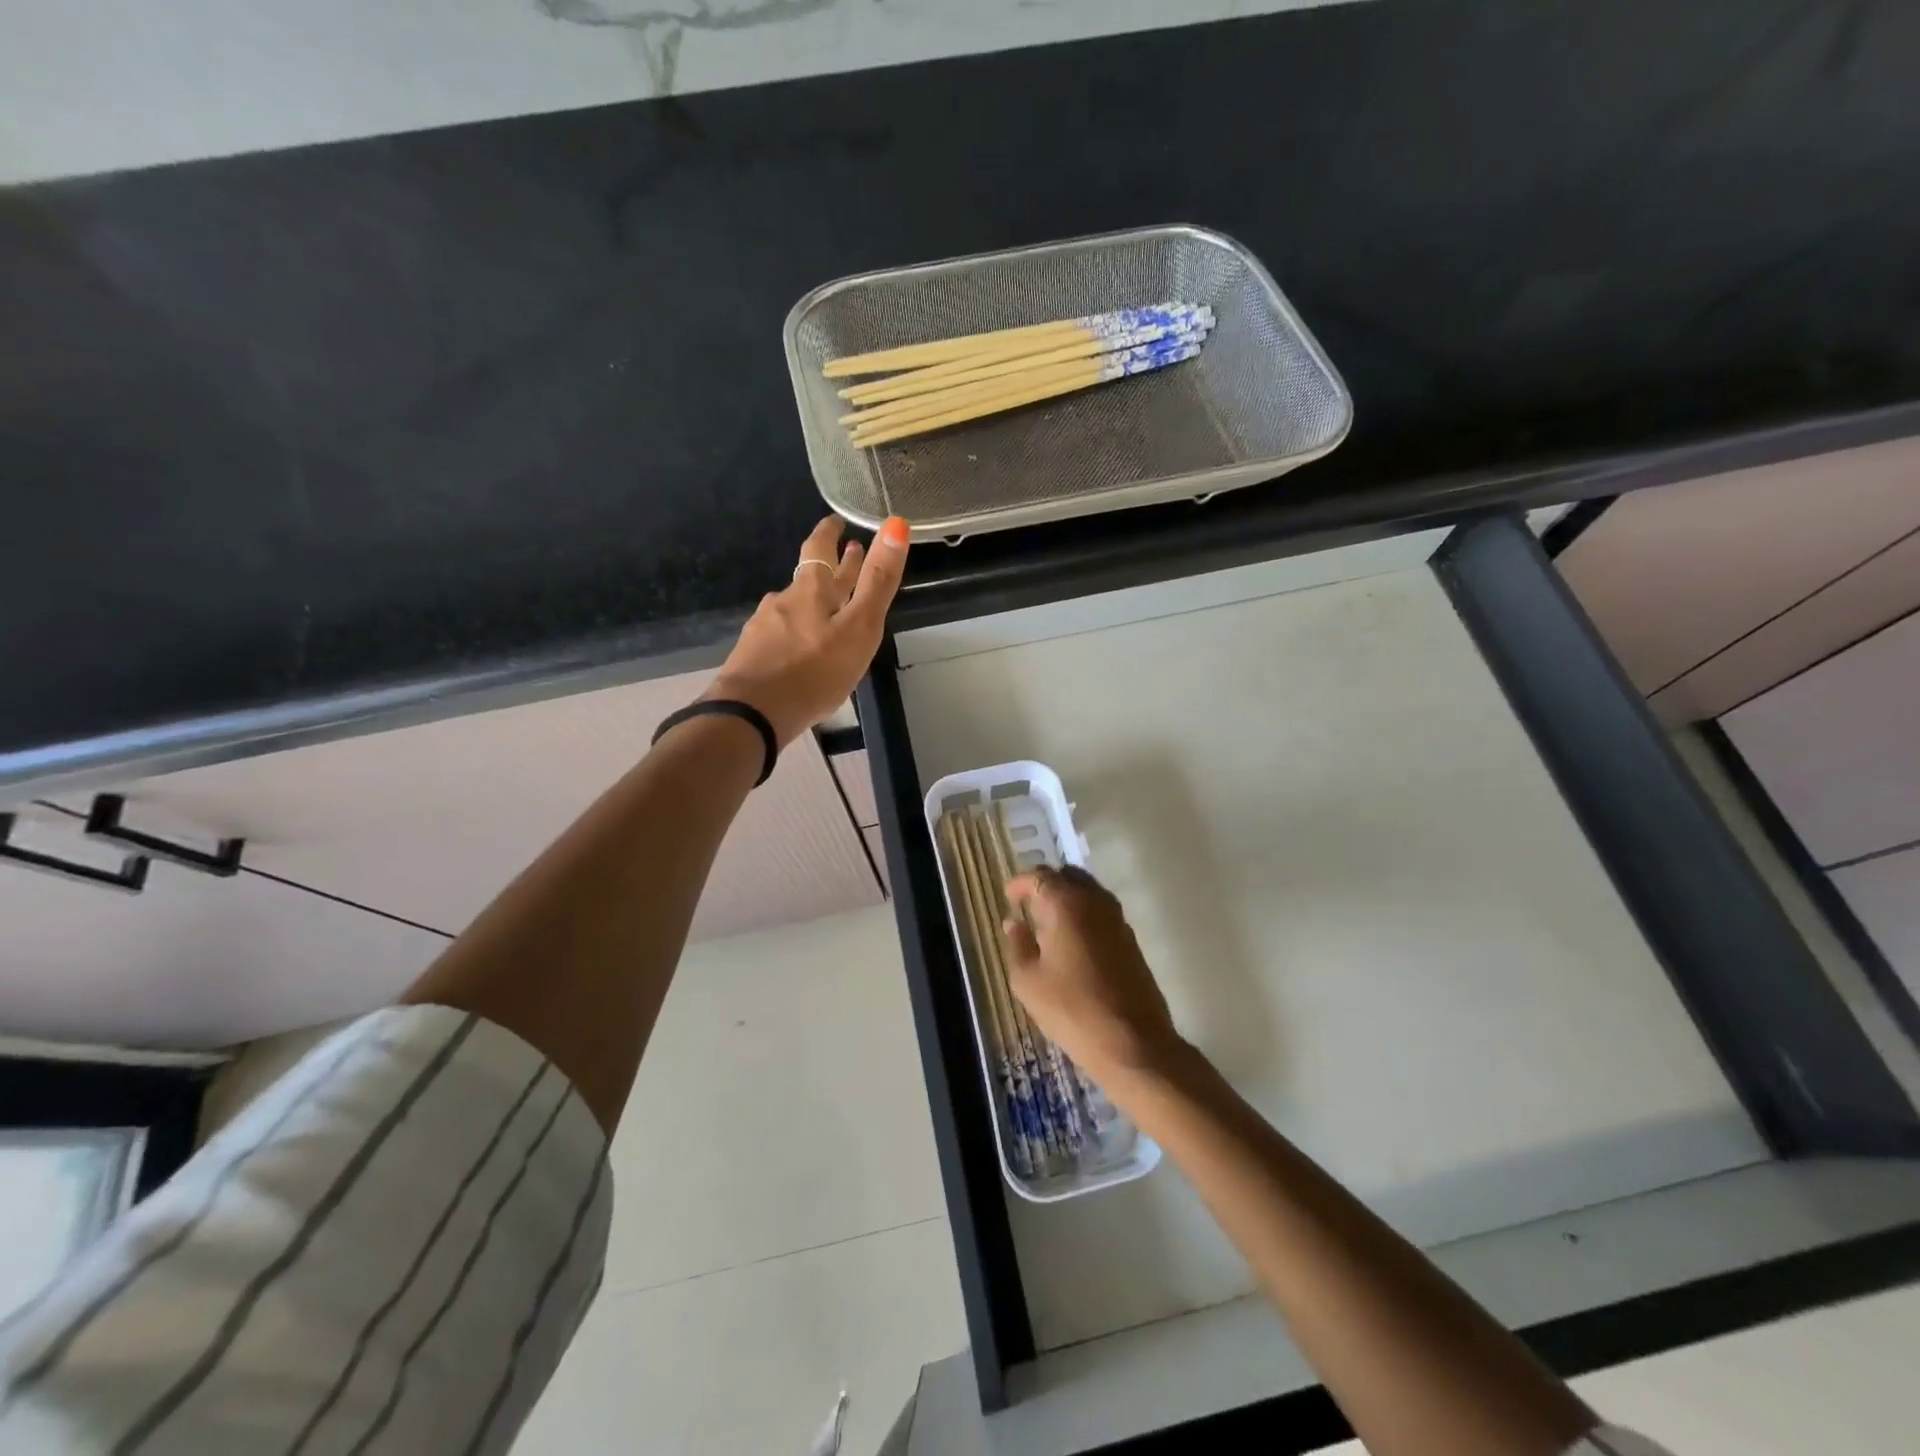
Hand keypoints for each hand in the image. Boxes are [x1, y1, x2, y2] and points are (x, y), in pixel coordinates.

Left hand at [704, 515, 908, 746]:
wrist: (752, 714)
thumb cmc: (814, 671)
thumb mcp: (859, 627)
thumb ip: (878, 581)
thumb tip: (896, 524)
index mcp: (812, 589)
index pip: (820, 547)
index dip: (830, 532)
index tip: (837, 520)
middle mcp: (784, 600)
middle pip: (810, 576)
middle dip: (831, 566)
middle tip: (848, 554)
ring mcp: (764, 627)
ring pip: (795, 606)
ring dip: (815, 601)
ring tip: (830, 609)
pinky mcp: (753, 655)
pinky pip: (781, 635)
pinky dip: (798, 632)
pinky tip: (801, 648)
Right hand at [1003, 866, 1184, 1082]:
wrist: (1133, 1043)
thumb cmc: (1072, 1009)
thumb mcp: (1028, 981)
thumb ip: (1018, 945)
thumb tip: (1013, 923)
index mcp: (1065, 904)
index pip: (1039, 877)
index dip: (1020, 884)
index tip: (1008, 897)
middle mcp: (1095, 901)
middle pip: (1068, 876)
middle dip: (1046, 886)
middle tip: (1028, 907)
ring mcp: (1118, 919)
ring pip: (1089, 893)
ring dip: (1068, 900)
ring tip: (1049, 926)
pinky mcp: (1131, 940)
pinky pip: (1102, 913)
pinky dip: (1084, 916)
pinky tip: (1073, 944)